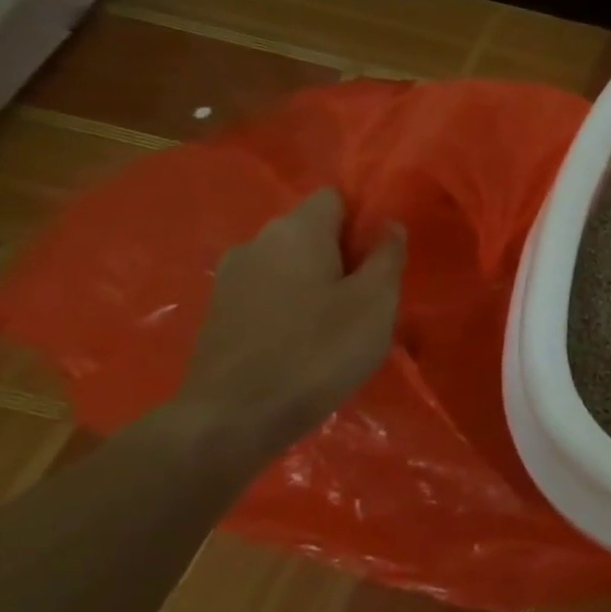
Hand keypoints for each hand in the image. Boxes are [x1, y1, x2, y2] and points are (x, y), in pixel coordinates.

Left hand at [174, 189, 405, 457]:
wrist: (234, 415)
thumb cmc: (319, 350)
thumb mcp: (375, 302)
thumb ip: (387, 257)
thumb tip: (390, 225)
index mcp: (297, 230)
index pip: (335, 196)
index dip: (365, 217)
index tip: (385, 255)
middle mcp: (258, 241)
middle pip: (312, 230)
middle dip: (344, 252)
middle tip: (372, 293)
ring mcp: (232, 276)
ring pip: (290, 262)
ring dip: (319, 280)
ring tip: (341, 320)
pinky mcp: (220, 311)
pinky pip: (270, 290)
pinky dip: (293, 303)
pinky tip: (308, 339)